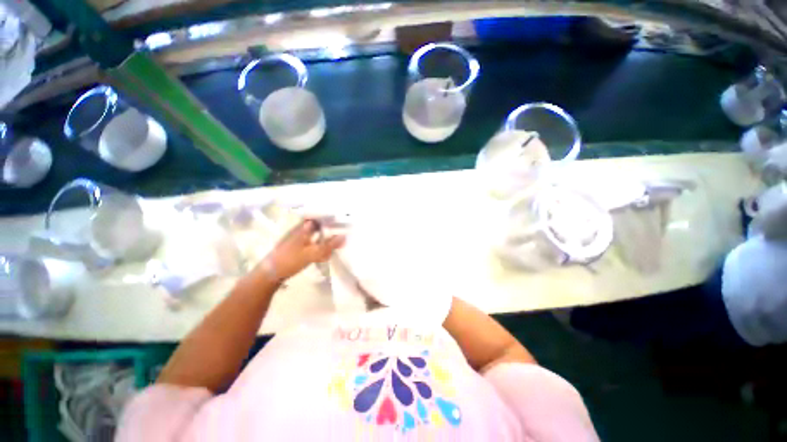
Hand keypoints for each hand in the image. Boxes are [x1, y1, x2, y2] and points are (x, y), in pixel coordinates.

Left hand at [262, 219, 344, 282]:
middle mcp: (301, 229)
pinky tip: (326, 252)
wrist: (269, 273)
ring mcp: (299, 238)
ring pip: (317, 233)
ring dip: (326, 236)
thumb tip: (344, 236)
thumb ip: (328, 245)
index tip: (343, 217)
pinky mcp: (298, 246)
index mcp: (303, 227)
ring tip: (338, 240)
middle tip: (343, 230)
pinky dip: (320, 244)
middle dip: (331, 227)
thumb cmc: (290, 260)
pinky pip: (313, 241)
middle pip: (319, 224)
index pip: (319, 215)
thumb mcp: (312, 253)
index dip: (331, 215)